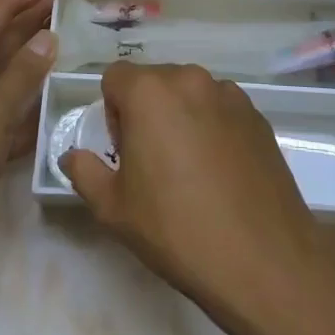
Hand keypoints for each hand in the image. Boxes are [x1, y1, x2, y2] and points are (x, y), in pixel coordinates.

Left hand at [0, 0, 76, 267]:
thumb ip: (22, 74)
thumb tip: (49, 36)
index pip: (3, 8)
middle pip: (7, 34)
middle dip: (41, 15)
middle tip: (81, 5)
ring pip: (12, 70)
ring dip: (41, 57)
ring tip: (79, 45)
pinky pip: (13, 106)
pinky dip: (34, 99)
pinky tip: (60, 101)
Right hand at [62, 62, 334, 322]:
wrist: (262, 258)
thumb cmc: (177, 230)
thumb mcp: (114, 209)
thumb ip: (84, 171)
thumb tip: (72, 155)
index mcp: (150, 92)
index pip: (115, 76)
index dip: (112, 111)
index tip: (123, 150)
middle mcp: (190, 79)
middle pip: (154, 81)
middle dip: (145, 111)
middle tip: (153, 161)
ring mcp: (229, 94)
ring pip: (189, 93)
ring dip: (181, 116)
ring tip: (190, 168)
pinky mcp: (257, 114)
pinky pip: (220, 108)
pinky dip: (212, 126)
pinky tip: (220, 171)